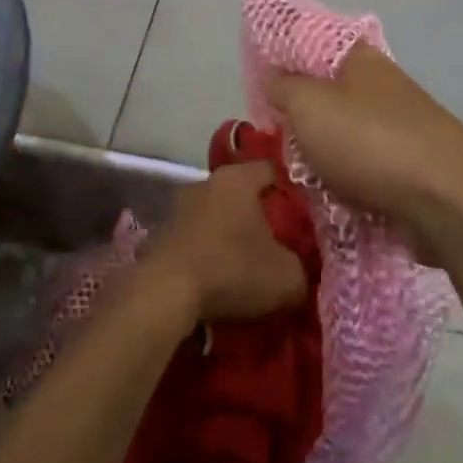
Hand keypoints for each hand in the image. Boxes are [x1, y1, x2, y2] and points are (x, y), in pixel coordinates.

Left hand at [140, 162, 308, 322]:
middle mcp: (205, 182)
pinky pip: (193, 237)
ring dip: (228, 234)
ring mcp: (177, 206)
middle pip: (241, 193)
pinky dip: (206, 251)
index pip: (271, 170)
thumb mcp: (287, 276)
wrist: (165, 292)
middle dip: (258, 215)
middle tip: (277, 243)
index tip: (303, 215)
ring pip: (215, 215)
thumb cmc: (232, 269)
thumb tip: (297, 270)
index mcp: (237, 178)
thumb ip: (301, 267)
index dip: (290, 190)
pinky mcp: (159, 233)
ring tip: (246, 265)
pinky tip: (216, 277)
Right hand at [266, 46, 462, 264]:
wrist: (449, 202)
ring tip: (300, 176)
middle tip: (277, 139)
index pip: (314, 43)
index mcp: (361, 59)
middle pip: (330, 93)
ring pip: (348, 133)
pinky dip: (349, 179)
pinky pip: (368, 167)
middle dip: (303, 117)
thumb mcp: (308, 106)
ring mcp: (405, 125)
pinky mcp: (415, 165)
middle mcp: (385, 85)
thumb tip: (275, 77)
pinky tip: (332, 197)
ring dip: (325, 154)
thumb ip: (283, 87)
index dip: (285, 60)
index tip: (261, 87)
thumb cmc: (370, 142)